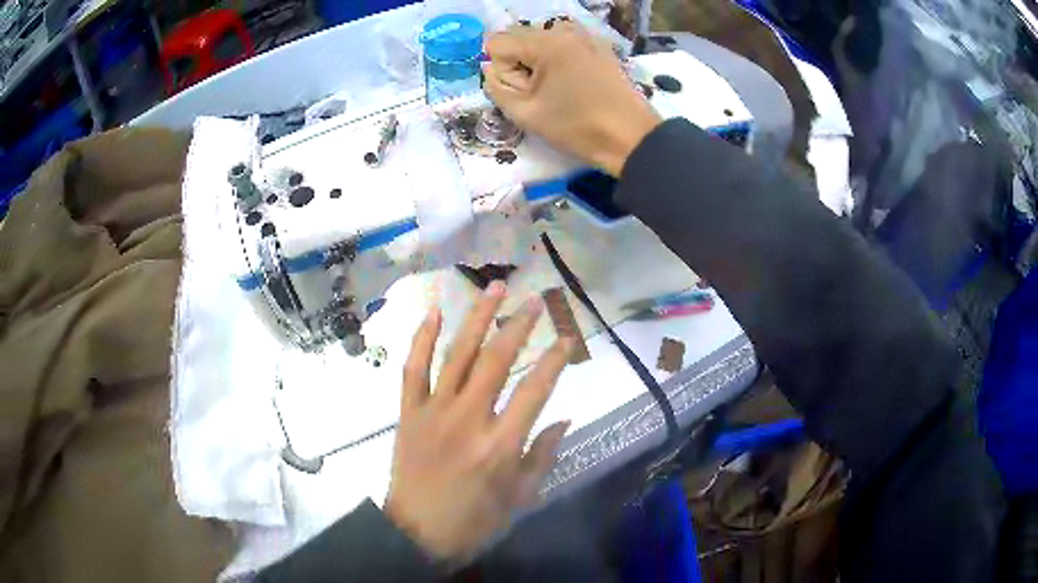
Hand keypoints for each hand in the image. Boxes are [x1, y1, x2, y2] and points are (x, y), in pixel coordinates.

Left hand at [385, 281, 573, 560]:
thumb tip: (563, 418)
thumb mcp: (520, 497)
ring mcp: (433, 411)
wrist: (416, 534)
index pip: (535, 390)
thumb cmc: (474, 521)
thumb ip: (542, 455)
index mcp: (500, 444)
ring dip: (477, 318)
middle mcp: (468, 419)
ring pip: (458, 354)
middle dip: (519, 325)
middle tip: (534, 299)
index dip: (555, 360)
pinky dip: (421, 339)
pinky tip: (434, 313)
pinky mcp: (408, 412)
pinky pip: (414, 369)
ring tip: (494, 288)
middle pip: (497, 360)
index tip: (567, 337)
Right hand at [484, 22, 661, 175]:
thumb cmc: (579, 128)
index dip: (501, 70)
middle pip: (518, 37)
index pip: (497, 43)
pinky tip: (573, 81)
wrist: (632, 138)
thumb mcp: (526, 114)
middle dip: (518, 63)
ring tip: (557, 87)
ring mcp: (585, 35)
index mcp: (546, 43)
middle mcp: (564, 29)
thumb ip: (497, 88)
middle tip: (539, 91)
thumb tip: (490, 69)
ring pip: (539, 40)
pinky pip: (562, 44)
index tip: (522, 91)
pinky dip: (557, 59)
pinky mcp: (598, 45)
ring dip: (537, 61)